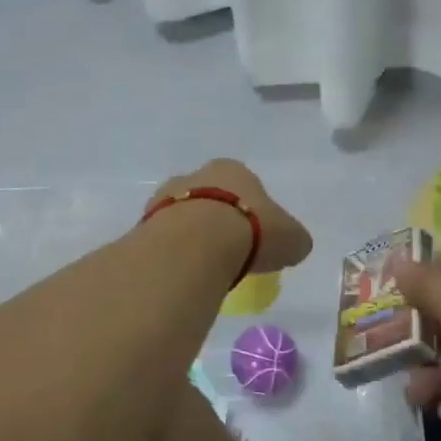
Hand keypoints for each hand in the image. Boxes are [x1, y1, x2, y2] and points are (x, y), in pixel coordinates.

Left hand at [149, 159, 312, 273]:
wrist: (196, 244)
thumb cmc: (251, 230)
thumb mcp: (292, 238)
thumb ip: (293, 239)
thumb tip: (295, 246)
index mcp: (233, 170)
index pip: (245, 185)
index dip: (252, 209)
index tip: (256, 235)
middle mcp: (196, 175)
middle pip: (210, 196)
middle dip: (217, 219)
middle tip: (229, 251)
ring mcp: (166, 196)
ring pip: (183, 214)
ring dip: (192, 234)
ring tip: (204, 265)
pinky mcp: (145, 222)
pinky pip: (164, 237)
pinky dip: (174, 252)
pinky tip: (183, 270)